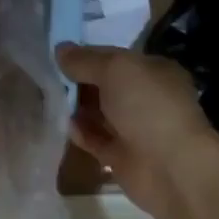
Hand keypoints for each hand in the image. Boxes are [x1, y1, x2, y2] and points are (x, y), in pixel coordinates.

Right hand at [58, 44, 218, 218]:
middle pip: (105, 85)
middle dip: (79, 81)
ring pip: (99, 112)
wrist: (172, 168)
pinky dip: (80, 132)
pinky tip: (63, 125)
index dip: (88, 55)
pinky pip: (95, 139)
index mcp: (154, 71)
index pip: (115, 57)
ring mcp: (135, 128)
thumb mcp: (116, 70)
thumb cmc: (148, 107)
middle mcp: (146, 98)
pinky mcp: (122, 156)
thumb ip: (85, 60)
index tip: (58, 55)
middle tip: (46, 77)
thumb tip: (60, 50)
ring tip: (47, 98)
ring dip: (75, 107)